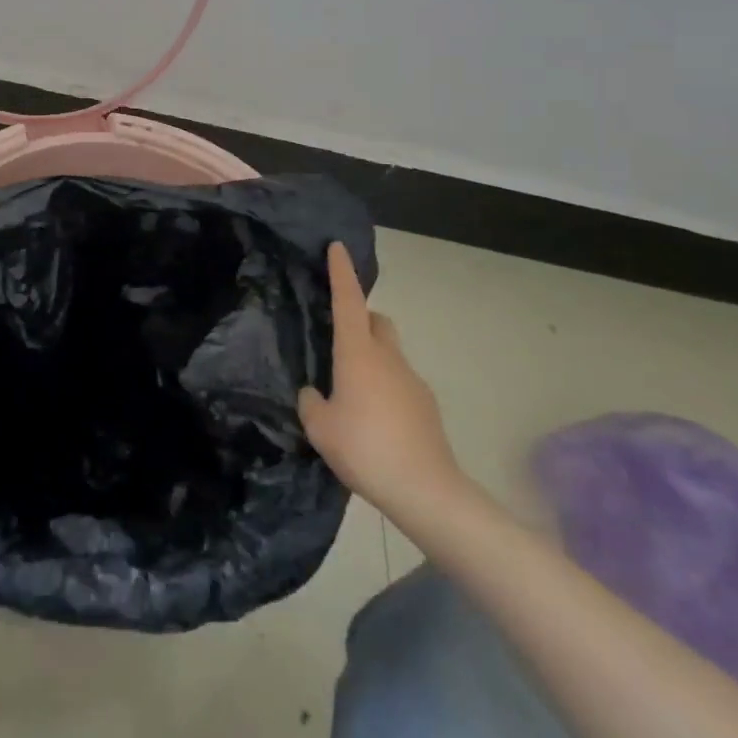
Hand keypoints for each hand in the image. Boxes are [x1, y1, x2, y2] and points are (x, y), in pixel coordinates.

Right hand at [299, 243, 476, 527]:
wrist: (426, 490)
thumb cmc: (366, 449)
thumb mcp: (320, 428)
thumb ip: (311, 402)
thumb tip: (316, 394)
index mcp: (358, 353)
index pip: (348, 300)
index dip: (341, 272)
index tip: (337, 246)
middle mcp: (387, 357)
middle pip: (376, 321)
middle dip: (360, 319)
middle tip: (338, 341)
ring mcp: (411, 380)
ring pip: (389, 353)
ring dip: (372, 359)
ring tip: (352, 394)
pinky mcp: (426, 405)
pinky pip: (400, 383)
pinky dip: (385, 388)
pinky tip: (374, 422)